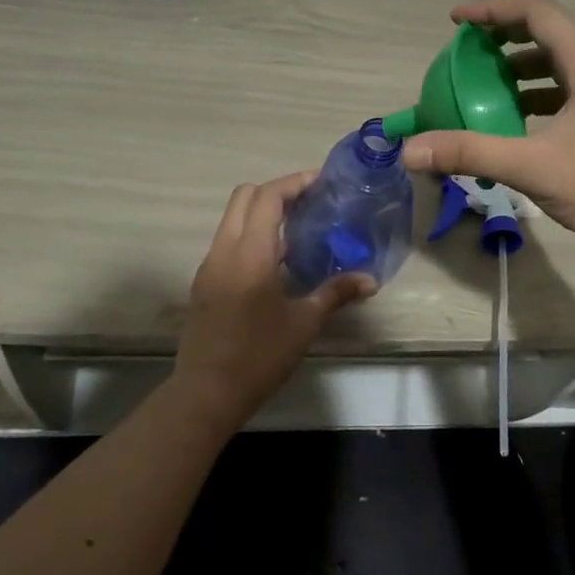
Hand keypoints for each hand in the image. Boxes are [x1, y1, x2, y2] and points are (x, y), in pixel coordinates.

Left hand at [174, 173, 375, 428]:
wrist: (206, 393)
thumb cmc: (259, 356)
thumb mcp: (304, 324)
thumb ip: (335, 293)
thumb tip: (370, 280)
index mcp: (250, 253)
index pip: (267, 196)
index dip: (294, 183)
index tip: (321, 182)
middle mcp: (224, 250)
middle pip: (245, 196)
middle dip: (276, 190)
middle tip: (309, 201)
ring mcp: (210, 265)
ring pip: (232, 217)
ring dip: (261, 211)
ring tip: (297, 227)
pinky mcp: (204, 282)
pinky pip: (227, 240)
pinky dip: (250, 233)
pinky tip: (276, 259)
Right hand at [402, 0, 574, 254]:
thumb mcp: (531, 167)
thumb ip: (470, 153)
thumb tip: (411, 151)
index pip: (539, 15)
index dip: (494, 10)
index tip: (456, 21)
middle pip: (549, 34)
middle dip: (504, 36)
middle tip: (467, 50)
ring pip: (559, 64)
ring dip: (520, 67)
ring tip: (484, 84)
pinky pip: (567, 90)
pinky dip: (536, 93)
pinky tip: (516, 120)